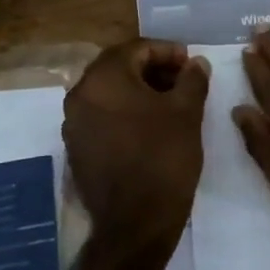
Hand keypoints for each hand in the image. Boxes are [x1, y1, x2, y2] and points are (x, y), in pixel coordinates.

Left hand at [64, 39, 209, 251]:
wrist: (136, 222)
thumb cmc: (164, 158)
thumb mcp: (187, 113)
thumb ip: (192, 80)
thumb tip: (196, 63)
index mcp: (104, 79)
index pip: (136, 48)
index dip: (168, 51)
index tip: (191, 64)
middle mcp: (80, 95)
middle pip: (119, 67)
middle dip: (153, 69)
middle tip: (183, 80)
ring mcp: (74, 124)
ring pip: (109, 92)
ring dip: (139, 91)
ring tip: (171, 103)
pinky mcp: (77, 148)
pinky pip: (102, 116)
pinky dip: (125, 112)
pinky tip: (151, 127)